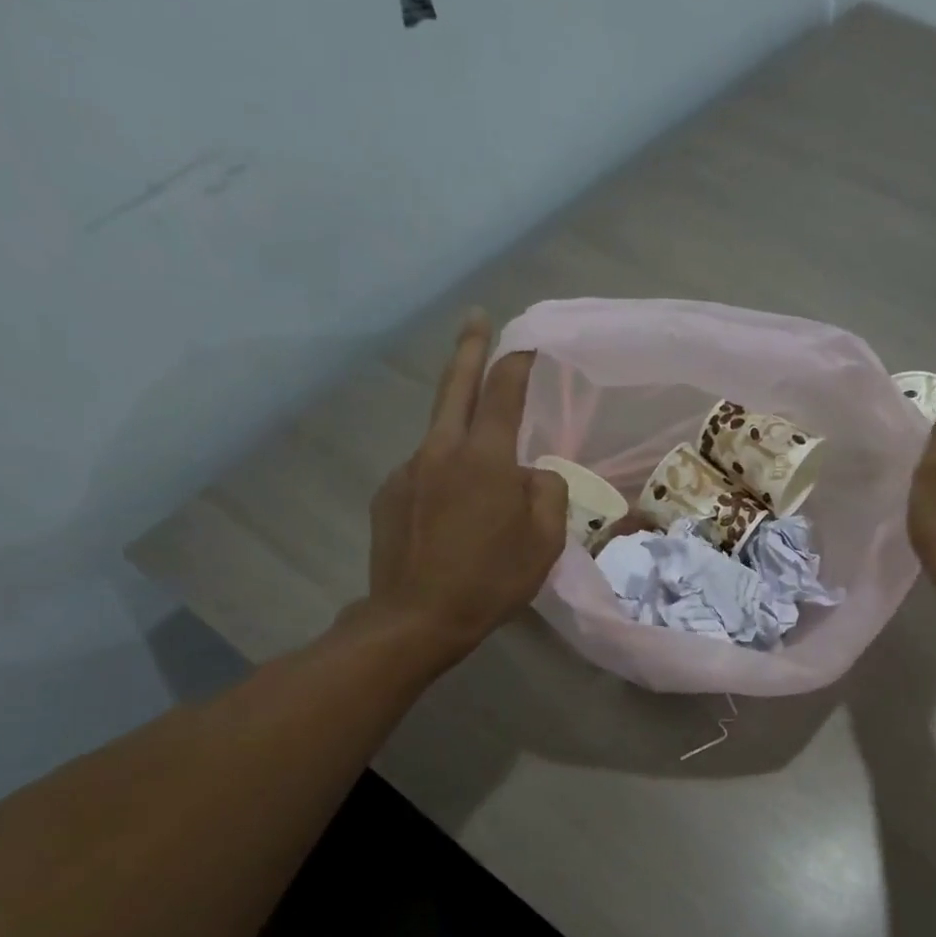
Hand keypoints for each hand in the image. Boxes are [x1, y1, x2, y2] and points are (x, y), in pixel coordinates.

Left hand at [356, 309, 567, 665]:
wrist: (416, 618)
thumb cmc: (492, 580)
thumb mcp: (544, 541)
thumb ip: (547, 493)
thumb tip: (533, 473)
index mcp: (484, 459)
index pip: (502, 393)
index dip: (517, 363)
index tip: (529, 344)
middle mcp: (440, 451)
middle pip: (454, 386)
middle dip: (469, 348)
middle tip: (477, 318)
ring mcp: (408, 470)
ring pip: (441, 436)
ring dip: (462, 432)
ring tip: (484, 477)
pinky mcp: (389, 494)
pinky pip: (426, 472)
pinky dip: (445, 478)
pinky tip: (454, 515)